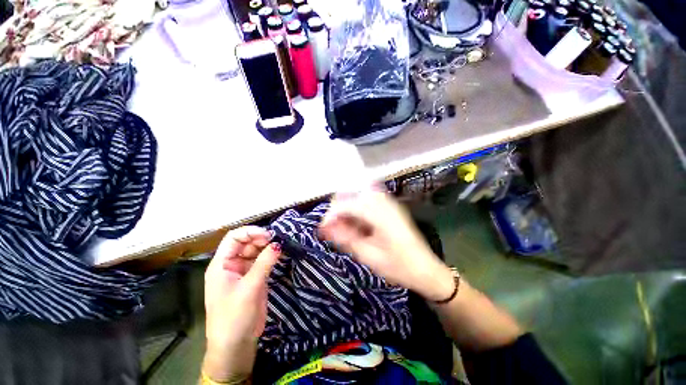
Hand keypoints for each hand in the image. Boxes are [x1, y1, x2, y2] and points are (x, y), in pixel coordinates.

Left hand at [203, 226, 280, 380]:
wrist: (236, 344)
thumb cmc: (234, 316)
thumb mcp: (249, 288)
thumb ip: (264, 263)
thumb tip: (278, 244)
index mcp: (221, 264)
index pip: (233, 238)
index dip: (250, 232)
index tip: (268, 235)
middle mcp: (231, 265)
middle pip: (245, 242)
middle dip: (260, 238)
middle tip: (277, 240)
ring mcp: (243, 271)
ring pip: (255, 251)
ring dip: (267, 246)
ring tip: (280, 246)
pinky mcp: (253, 278)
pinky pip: (262, 261)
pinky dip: (270, 256)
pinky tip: (279, 254)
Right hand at [319, 188, 453, 301]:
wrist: (427, 270)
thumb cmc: (399, 267)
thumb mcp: (368, 256)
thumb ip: (345, 238)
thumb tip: (324, 227)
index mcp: (380, 214)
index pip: (347, 204)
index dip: (331, 214)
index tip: (322, 229)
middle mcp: (384, 202)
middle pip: (352, 196)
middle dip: (338, 211)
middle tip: (333, 230)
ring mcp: (389, 203)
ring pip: (358, 198)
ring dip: (348, 212)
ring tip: (344, 230)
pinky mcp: (390, 207)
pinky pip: (367, 203)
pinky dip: (358, 213)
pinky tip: (358, 227)